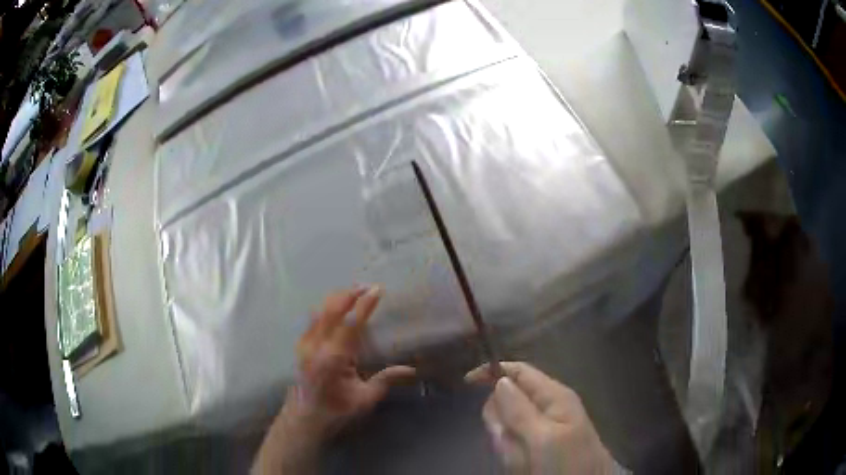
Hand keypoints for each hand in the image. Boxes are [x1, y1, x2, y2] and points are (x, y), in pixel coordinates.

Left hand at [256, 286, 415, 473]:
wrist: (304, 417)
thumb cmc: (336, 410)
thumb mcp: (364, 399)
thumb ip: (385, 380)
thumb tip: (411, 369)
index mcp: (334, 358)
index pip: (351, 323)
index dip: (365, 304)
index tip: (377, 290)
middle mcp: (316, 346)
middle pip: (332, 309)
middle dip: (350, 294)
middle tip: (367, 286)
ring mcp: (305, 344)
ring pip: (320, 310)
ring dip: (338, 298)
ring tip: (354, 292)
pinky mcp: (301, 345)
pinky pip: (314, 318)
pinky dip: (327, 308)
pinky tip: (336, 307)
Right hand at [466, 362, 620, 474]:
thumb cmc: (569, 462)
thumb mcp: (544, 438)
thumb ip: (520, 411)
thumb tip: (500, 380)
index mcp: (553, 396)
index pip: (519, 371)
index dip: (493, 372)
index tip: (467, 383)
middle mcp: (547, 407)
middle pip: (507, 402)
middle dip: (501, 423)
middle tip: (512, 443)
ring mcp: (541, 428)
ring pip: (506, 427)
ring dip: (507, 444)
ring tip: (524, 461)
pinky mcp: (536, 446)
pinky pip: (512, 445)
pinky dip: (512, 456)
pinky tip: (524, 466)